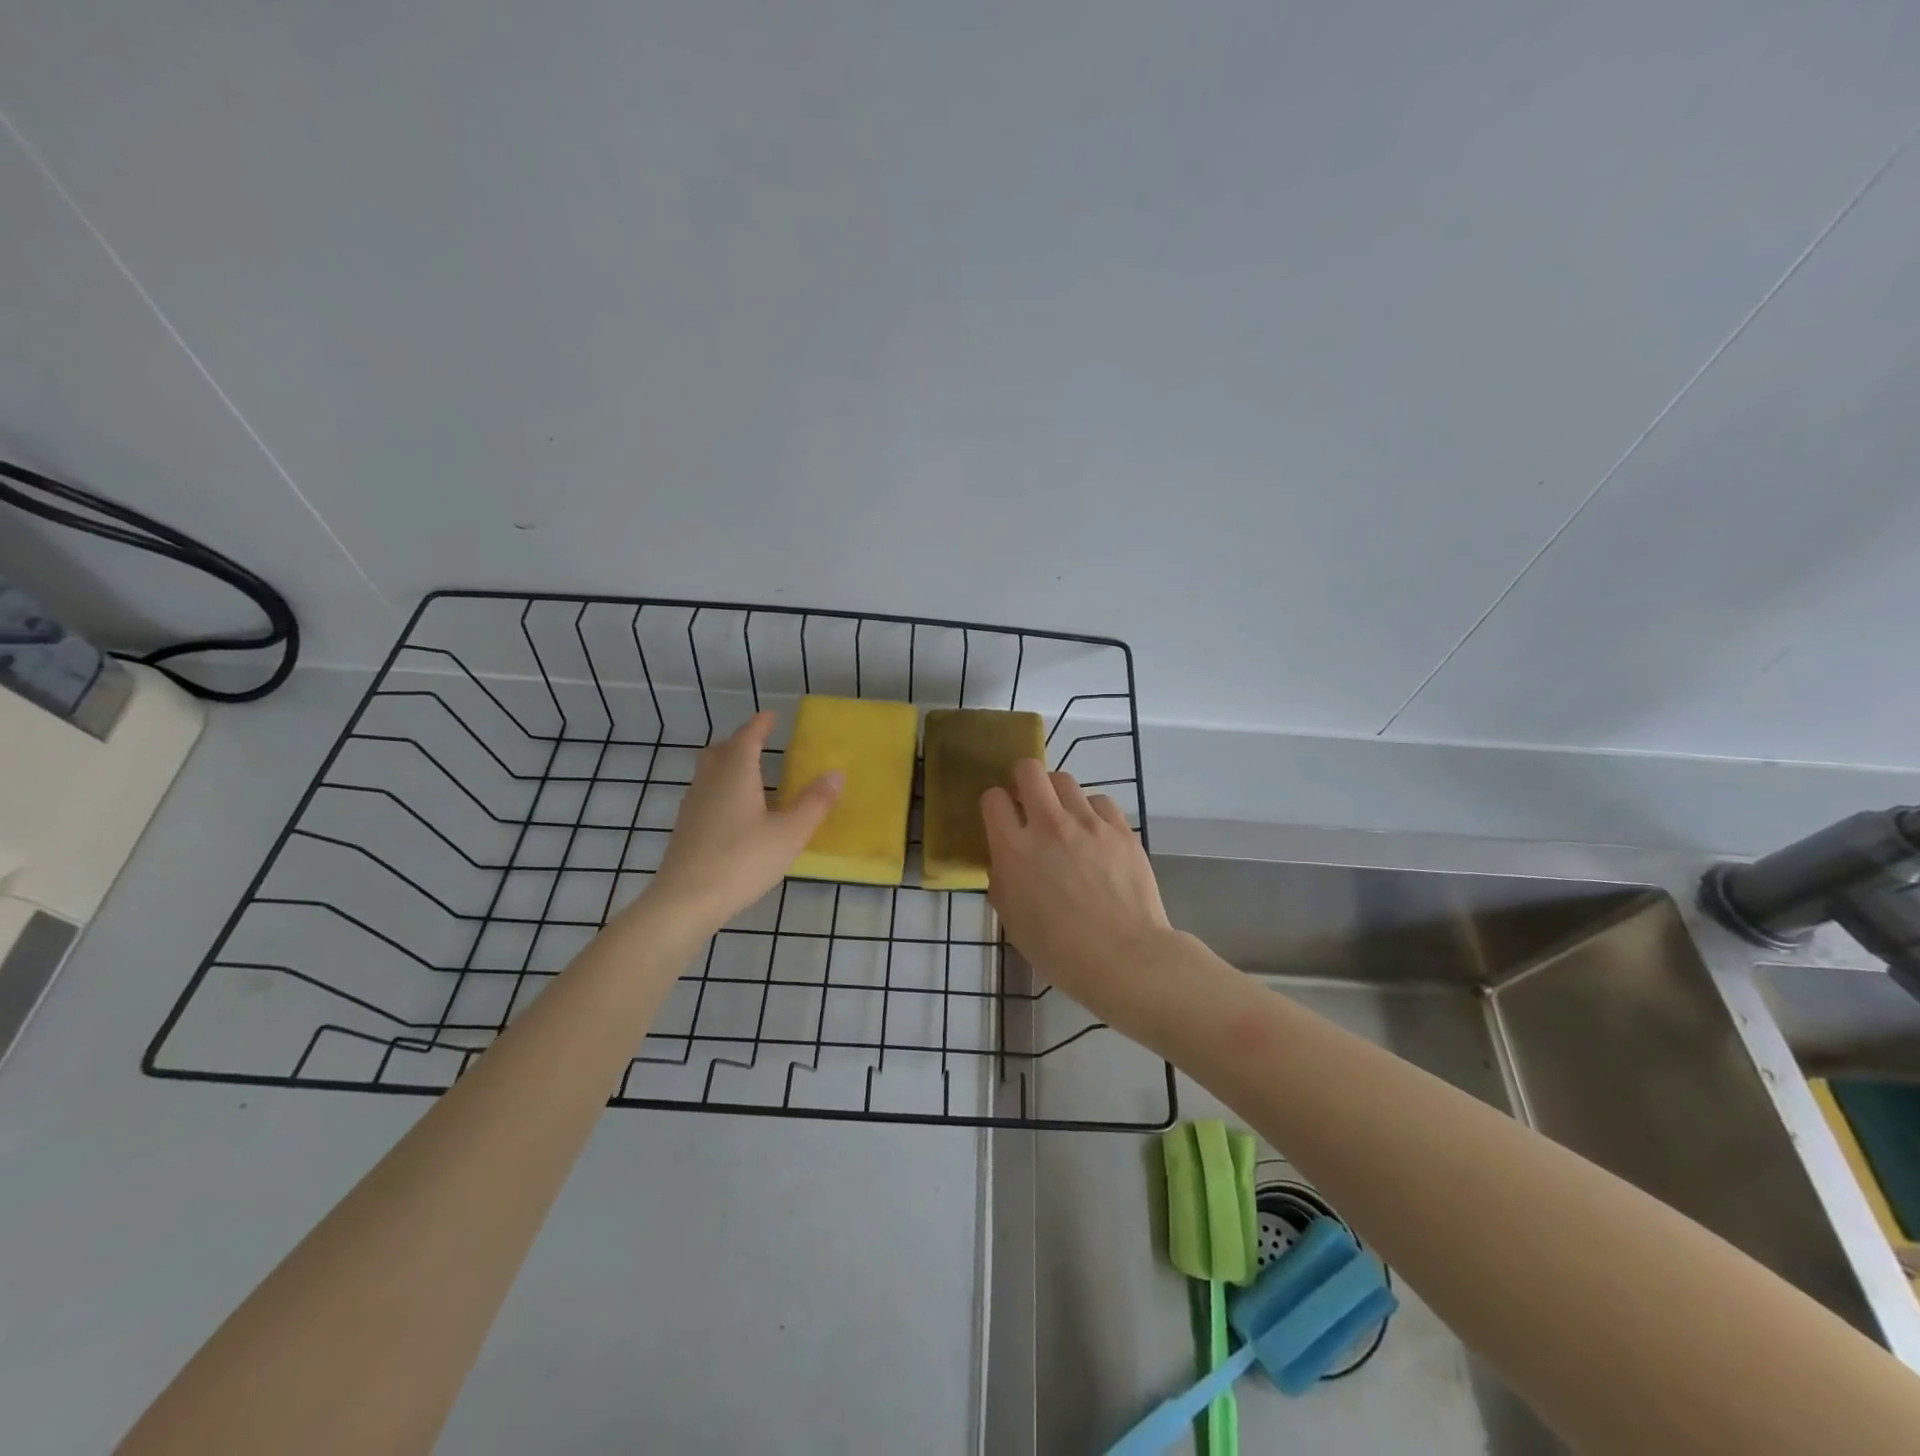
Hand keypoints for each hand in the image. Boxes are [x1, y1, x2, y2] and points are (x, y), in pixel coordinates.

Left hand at [648, 711, 841, 931]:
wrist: (685, 901)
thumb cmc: (742, 861)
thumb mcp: (789, 834)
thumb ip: (814, 803)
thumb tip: (836, 773)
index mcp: (735, 774)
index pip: (747, 737)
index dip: (760, 725)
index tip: (772, 716)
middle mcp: (709, 782)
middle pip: (721, 751)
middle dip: (740, 742)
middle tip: (760, 743)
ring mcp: (692, 805)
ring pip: (709, 772)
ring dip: (728, 765)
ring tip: (751, 776)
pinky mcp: (685, 829)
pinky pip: (705, 794)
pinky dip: (722, 789)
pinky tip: (736, 812)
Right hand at [982, 761, 1174, 1018]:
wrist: (1125, 958)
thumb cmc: (1060, 951)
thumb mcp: (1012, 920)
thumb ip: (1002, 881)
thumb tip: (1006, 861)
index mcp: (1014, 849)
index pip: (993, 798)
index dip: (995, 805)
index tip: (1002, 819)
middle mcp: (1048, 825)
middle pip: (1029, 770)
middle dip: (1023, 780)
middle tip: (1029, 803)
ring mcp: (1088, 823)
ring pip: (1065, 780)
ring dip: (1057, 795)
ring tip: (1064, 819)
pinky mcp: (1120, 829)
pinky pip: (1100, 801)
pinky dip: (1092, 812)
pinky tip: (1095, 834)